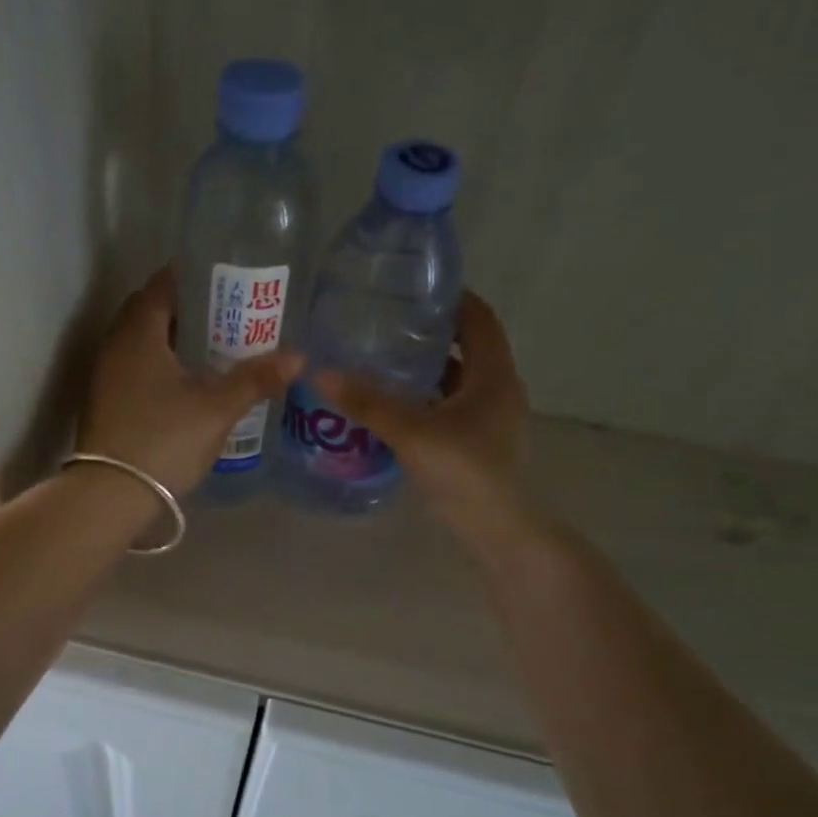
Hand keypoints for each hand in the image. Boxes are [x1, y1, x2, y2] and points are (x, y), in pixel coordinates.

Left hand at [78, 267, 303, 497]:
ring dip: (171, 339)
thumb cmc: (164, 440)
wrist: (110, 494)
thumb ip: (255, 379)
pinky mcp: (105, 403)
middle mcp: (115, 346)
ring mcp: (105, 376)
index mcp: (138, 333)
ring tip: (212, 348)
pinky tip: (186, 384)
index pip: (161, 285)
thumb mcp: (217, 409)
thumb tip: (297, 357)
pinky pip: (134, 367)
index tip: (223, 278)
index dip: (191, 276)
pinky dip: (159, 364)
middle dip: (185, 308)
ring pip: (140, 342)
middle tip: (224, 315)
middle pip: (148, 312)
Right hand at [314, 292, 547, 554]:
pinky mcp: (476, 440)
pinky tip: (393, 402)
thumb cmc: (463, 471)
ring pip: (457, 378)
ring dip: (427, 367)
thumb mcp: (411, 432)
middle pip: (468, 346)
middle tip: (388, 322)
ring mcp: (489, 417)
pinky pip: (450, 405)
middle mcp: (497, 389)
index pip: (479, 319)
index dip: (453, 298)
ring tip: (383, 358)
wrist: (494, 528)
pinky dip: (426, 397)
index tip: (415, 287)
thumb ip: (367, 403)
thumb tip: (320, 372)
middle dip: (431, 332)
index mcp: (494, 375)